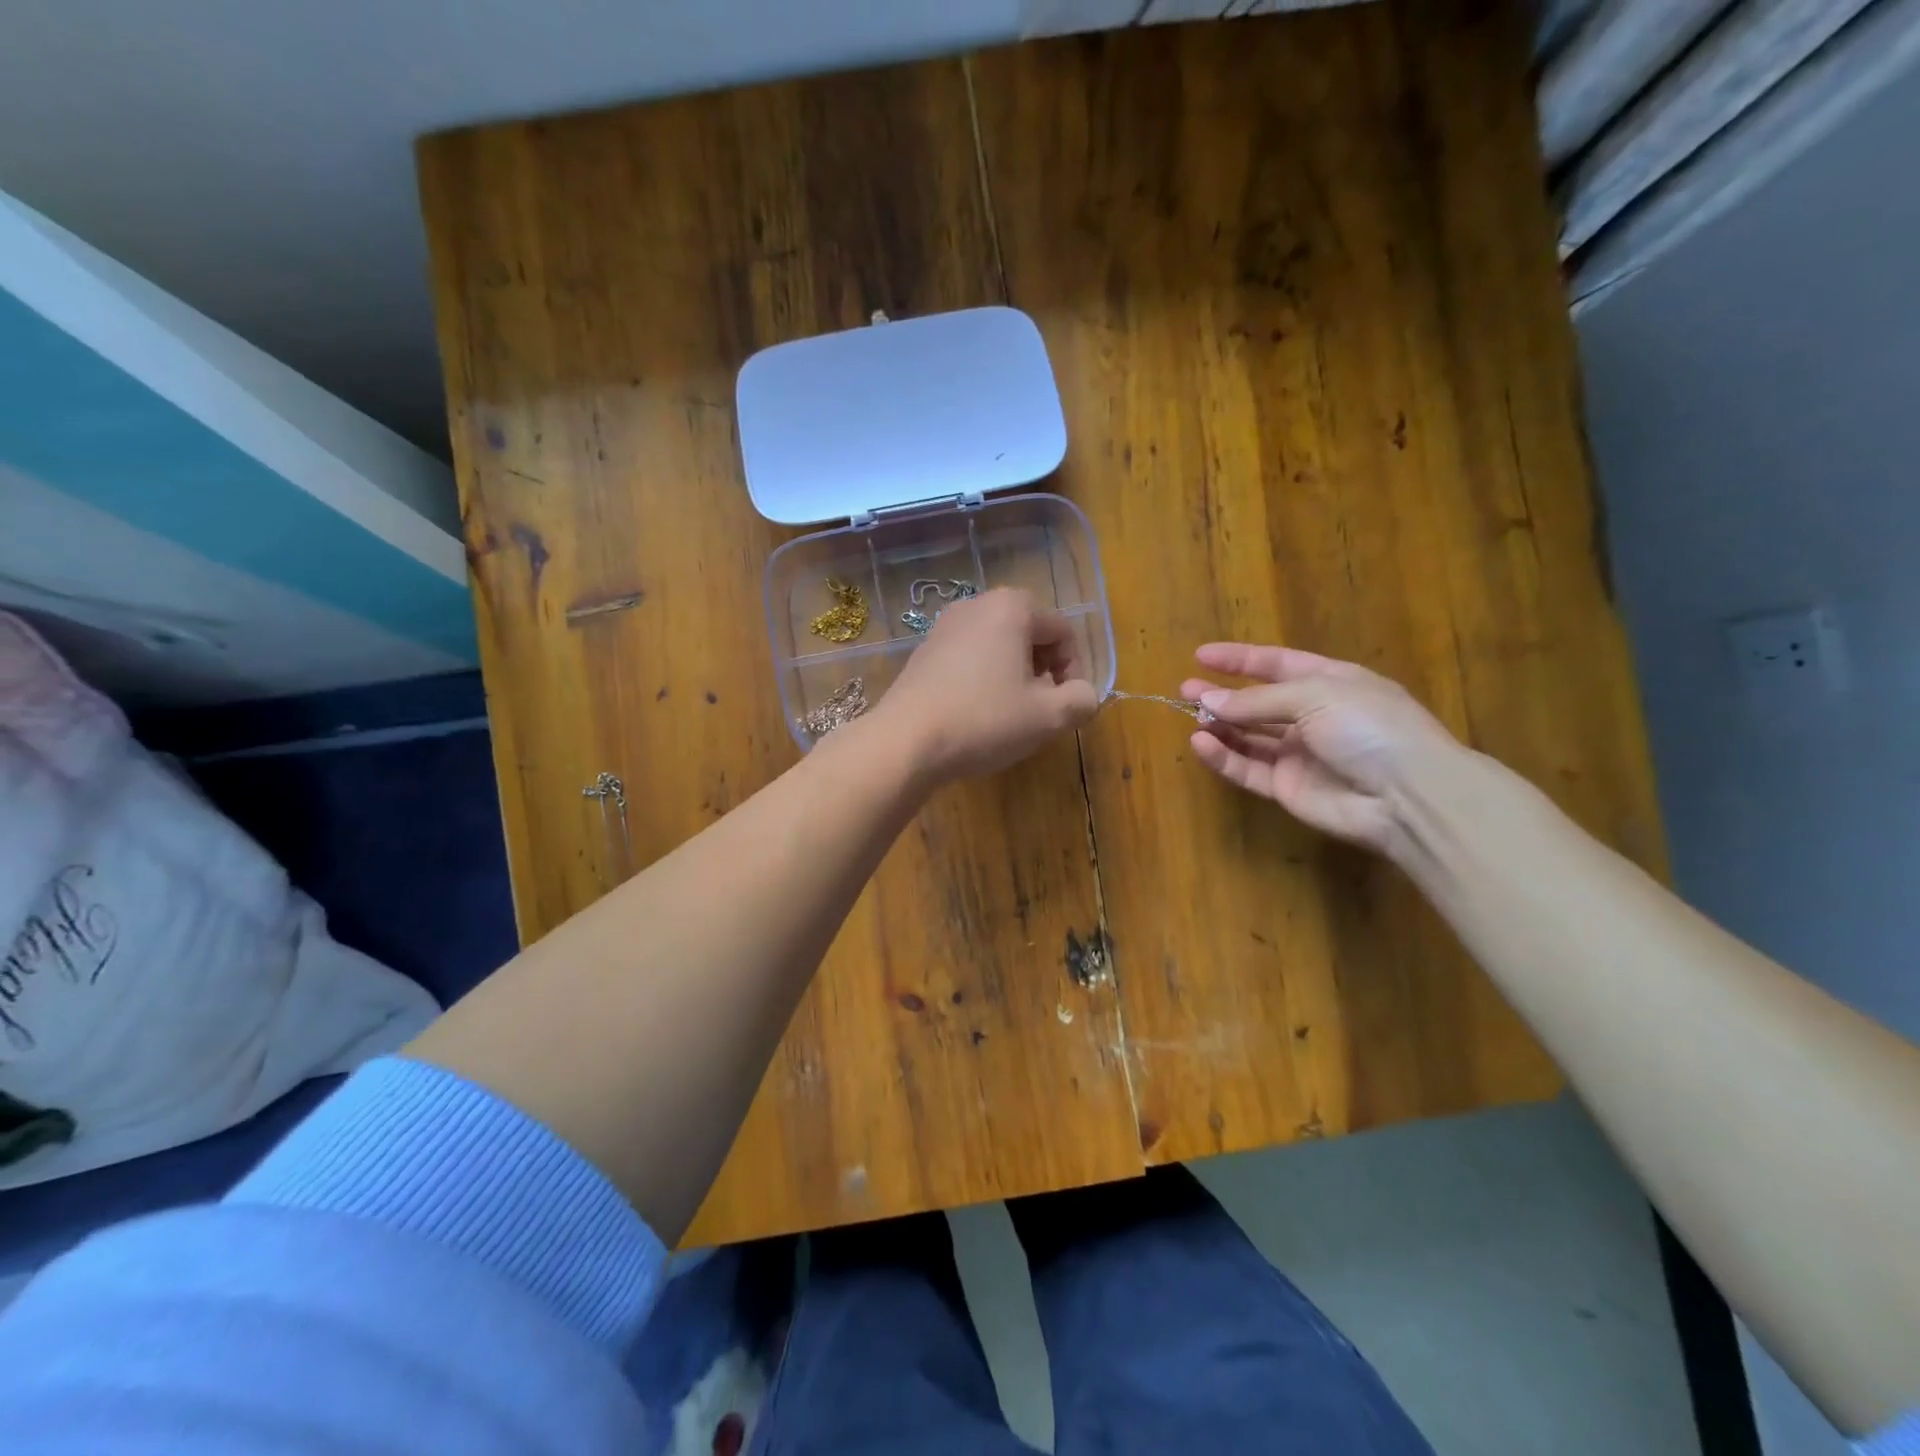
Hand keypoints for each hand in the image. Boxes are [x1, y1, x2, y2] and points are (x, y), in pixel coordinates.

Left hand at [874, 588, 1098, 784]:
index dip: (1073, 671)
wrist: (905, 741)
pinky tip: (974, 715)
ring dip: (1013, 677)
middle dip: (1042, 672)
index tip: (1064, 706)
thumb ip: (1081, 700)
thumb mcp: (1048, 716)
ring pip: (997, 648)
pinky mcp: (923, 652)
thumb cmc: (984, 720)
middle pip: (1029, 635)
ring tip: (1008, 715)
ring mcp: (944, 627)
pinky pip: (968, 659)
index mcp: (1012, 607)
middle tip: (1038, 710)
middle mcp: (976, 605)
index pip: (1063, 632)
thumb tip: (1083, 695)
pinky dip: (982, 681)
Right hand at [1181, 644, 1466, 854]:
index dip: (1240, 659)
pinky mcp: (1287, 788)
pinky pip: (1248, 768)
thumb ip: (1258, 699)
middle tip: (1184, 690)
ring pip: (1249, 736)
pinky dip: (1224, 756)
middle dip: (1222, 694)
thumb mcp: (1315, 695)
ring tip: (1189, 715)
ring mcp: (1300, 754)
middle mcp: (1314, 716)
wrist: (1406, 796)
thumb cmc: (1369, 727)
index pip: (1277, 663)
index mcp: (1331, 683)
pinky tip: (1200, 743)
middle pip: (1258, 702)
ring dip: (1220, 725)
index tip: (1201, 655)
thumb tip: (1209, 700)